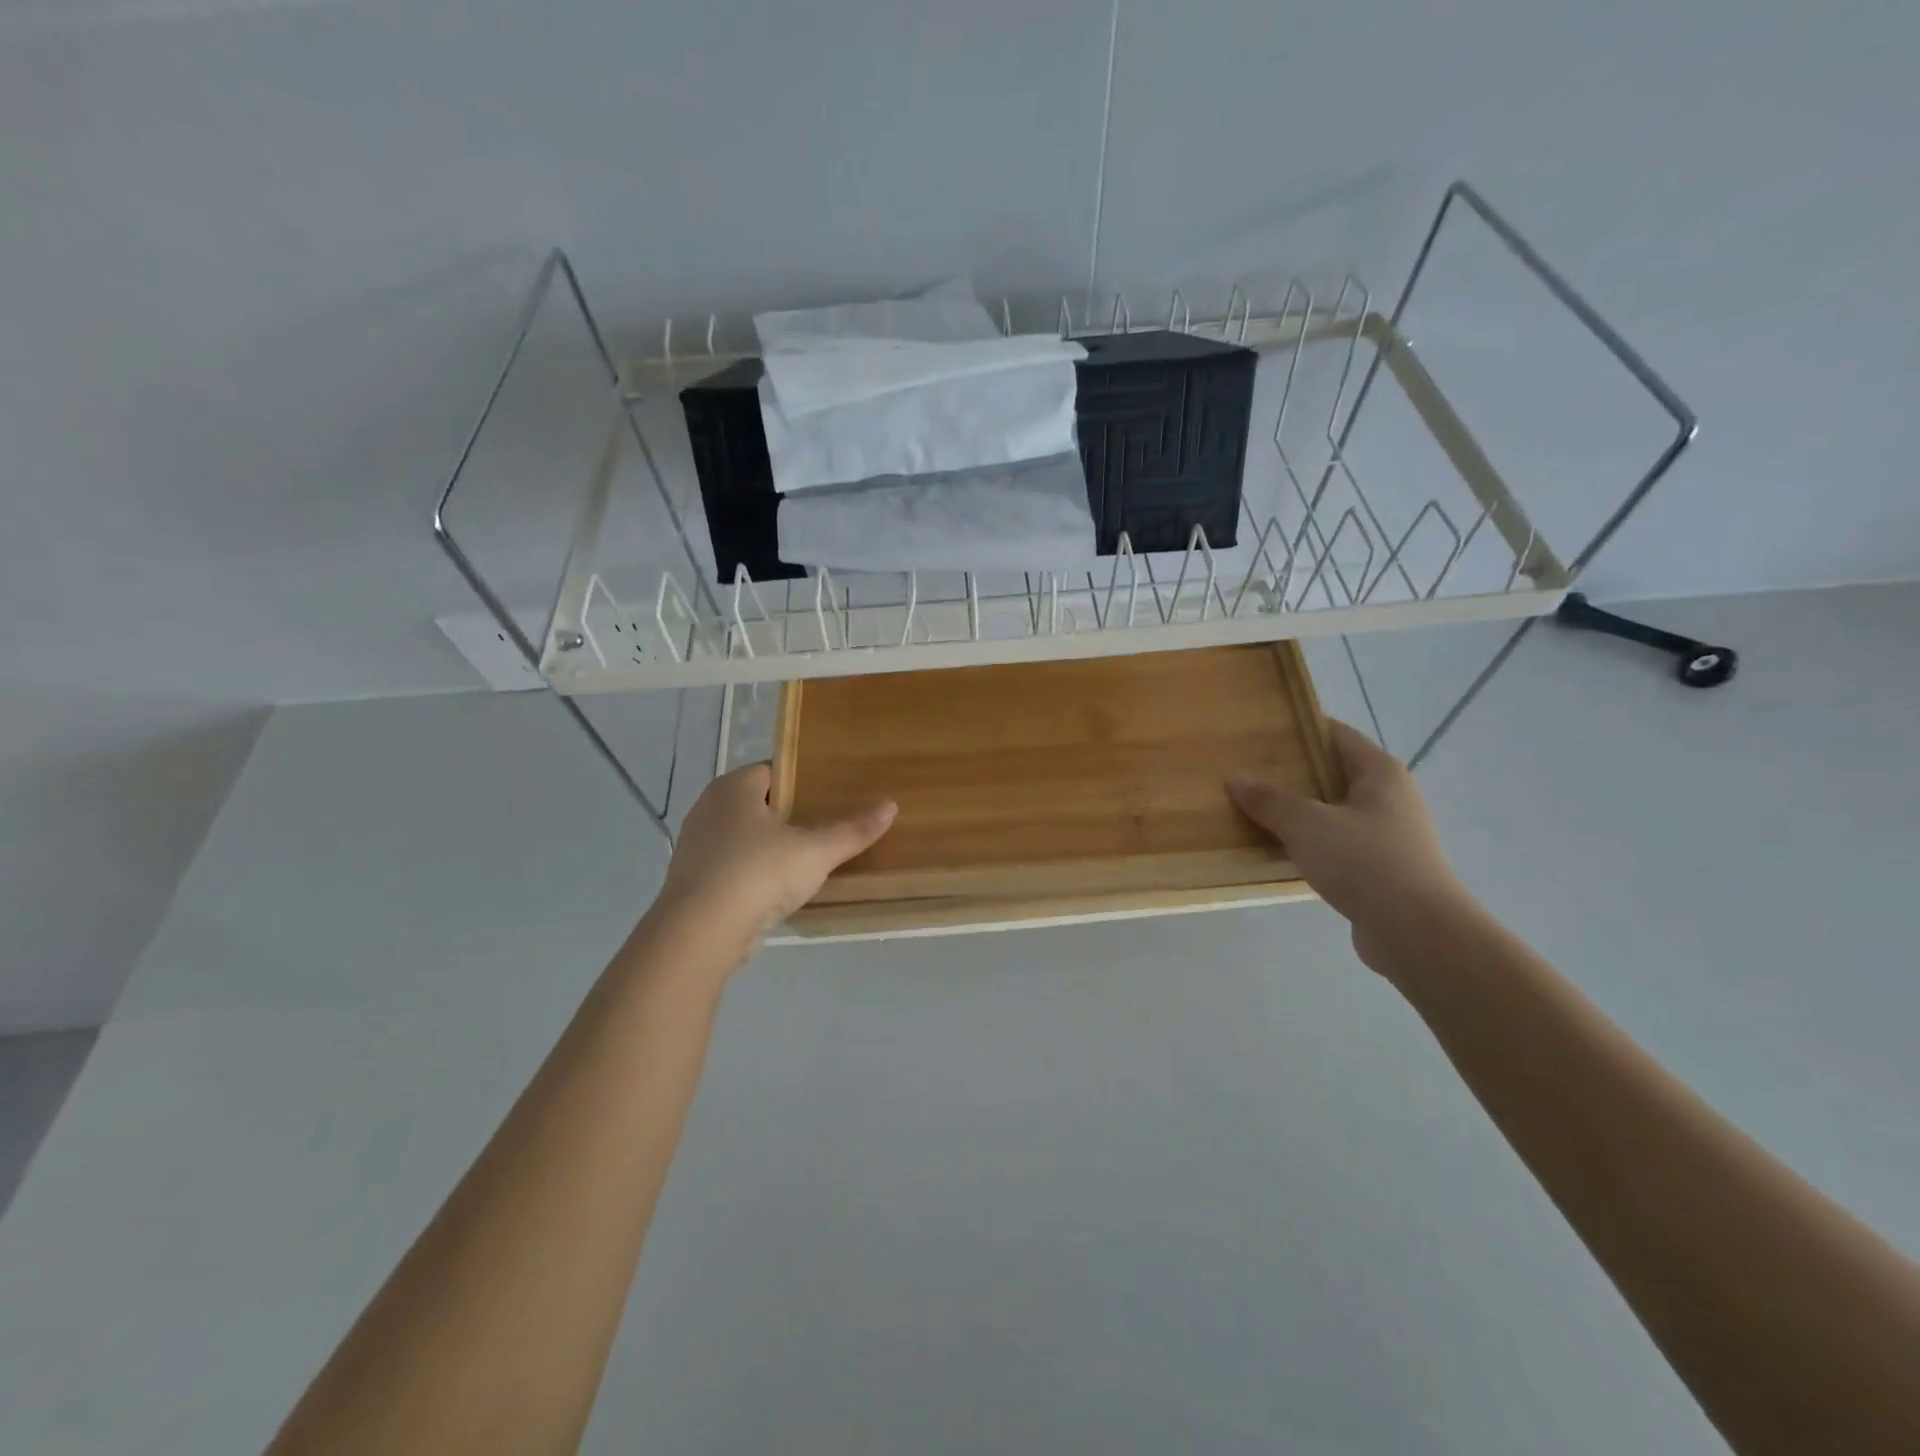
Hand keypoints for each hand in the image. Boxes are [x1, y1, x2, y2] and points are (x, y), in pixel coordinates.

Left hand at [648, 764, 895, 967]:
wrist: (700, 933)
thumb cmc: (758, 874)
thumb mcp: (815, 852)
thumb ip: (852, 830)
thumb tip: (891, 806)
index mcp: (733, 788)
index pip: (772, 771)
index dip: (801, 781)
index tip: (830, 795)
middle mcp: (708, 808)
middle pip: (757, 804)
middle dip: (787, 816)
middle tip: (824, 827)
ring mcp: (695, 846)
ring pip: (741, 838)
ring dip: (768, 848)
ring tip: (805, 861)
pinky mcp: (692, 882)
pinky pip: (730, 868)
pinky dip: (751, 874)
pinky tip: (776, 891)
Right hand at [1227, 720, 1472, 973]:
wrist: (1416, 932)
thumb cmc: (1364, 861)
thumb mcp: (1306, 824)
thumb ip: (1269, 799)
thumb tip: (1236, 778)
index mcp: (1379, 772)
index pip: (1335, 734)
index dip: (1299, 730)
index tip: (1259, 732)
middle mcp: (1389, 796)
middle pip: (1332, 773)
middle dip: (1291, 773)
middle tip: (1246, 771)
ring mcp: (1387, 834)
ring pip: (1332, 811)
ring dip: (1297, 811)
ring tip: (1253, 810)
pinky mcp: (1381, 869)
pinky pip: (1336, 844)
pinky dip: (1309, 843)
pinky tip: (1277, 850)